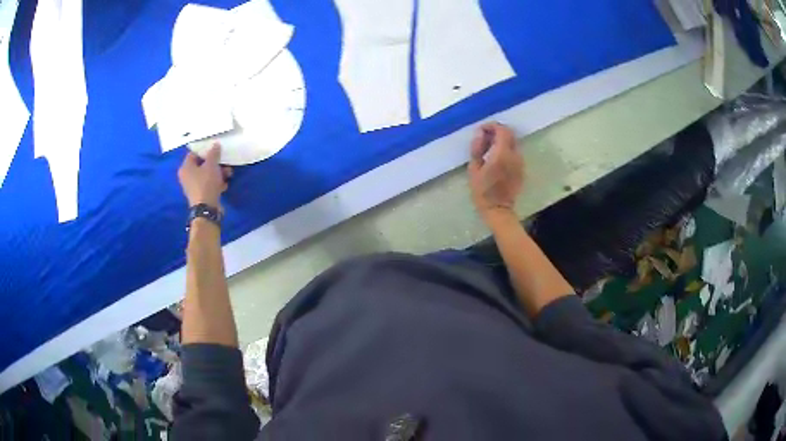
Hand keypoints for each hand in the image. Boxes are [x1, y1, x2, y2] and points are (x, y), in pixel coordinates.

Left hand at [178, 143, 232, 207]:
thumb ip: (213, 153)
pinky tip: (224, 185)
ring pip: (207, 175)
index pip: (194, 153)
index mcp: (185, 167)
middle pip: (202, 164)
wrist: (207, 209)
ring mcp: (193, 187)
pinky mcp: (200, 195)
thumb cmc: (206, 183)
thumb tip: (215, 144)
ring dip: (218, 173)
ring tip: (228, 175)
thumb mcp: (211, 165)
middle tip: (225, 163)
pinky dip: (216, 183)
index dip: (206, 150)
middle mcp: (187, 176)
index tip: (216, 150)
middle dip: (215, 163)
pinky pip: (208, 184)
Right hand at [468, 123, 523, 225]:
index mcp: (502, 154)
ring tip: (488, 149)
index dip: (491, 126)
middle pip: (510, 134)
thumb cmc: (483, 192)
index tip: (481, 130)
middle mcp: (514, 155)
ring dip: (502, 141)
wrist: (498, 210)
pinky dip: (506, 150)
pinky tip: (496, 159)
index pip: (502, 130)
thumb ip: (477, 149)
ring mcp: (520, 163)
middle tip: (484, 138)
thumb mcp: (473, 169)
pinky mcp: (521, 169)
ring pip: (513, 143)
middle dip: (497, 132)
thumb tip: (480, 134)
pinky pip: (514, 153)